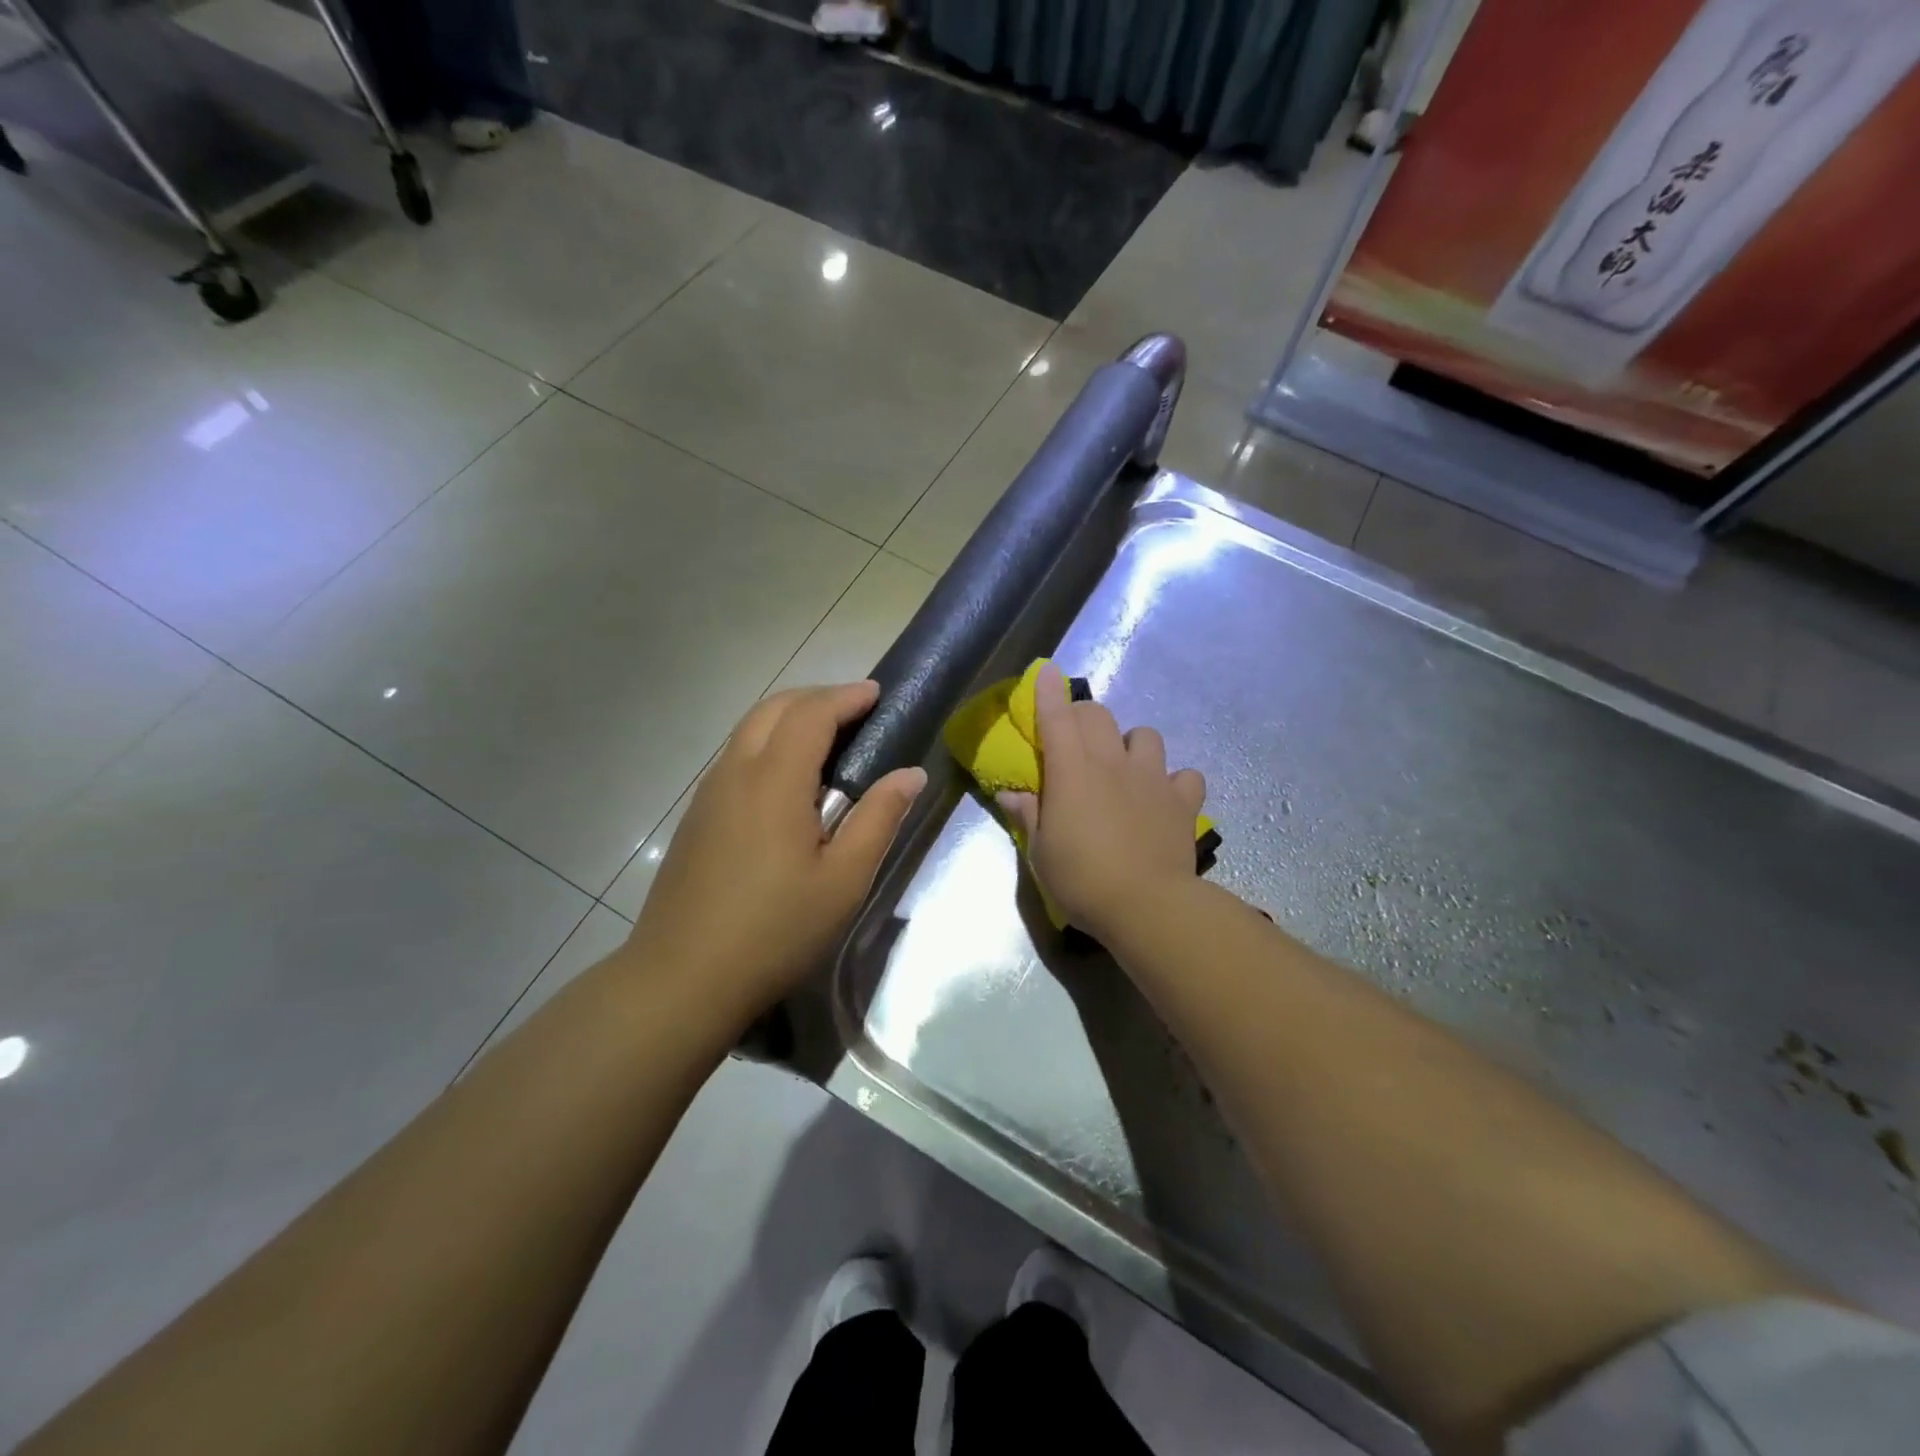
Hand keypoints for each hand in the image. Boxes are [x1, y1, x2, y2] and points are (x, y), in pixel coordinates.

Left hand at [628, 681, 925, 1019]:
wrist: (682, 978)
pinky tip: (787, 780)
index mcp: (774, 780)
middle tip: (855, 710)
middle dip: (817, 697)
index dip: (846, 696)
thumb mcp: (844, 880)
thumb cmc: (775, 930)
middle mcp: (735, 772)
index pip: (811, 713)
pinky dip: (768, 743)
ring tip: (826, 739)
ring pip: (748, 729)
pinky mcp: (697, 817)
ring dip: (789, 718)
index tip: (877, 694)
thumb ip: (879, 819)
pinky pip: (736, 757)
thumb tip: (910, 774)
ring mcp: (709, 794)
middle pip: (774, 708)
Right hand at [998, 662, 1205, 941]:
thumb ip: (1028, 816)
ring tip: (1126, 767)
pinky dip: (1176, 781)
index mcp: (1072, 772)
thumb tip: (1010, 794)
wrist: (1147, 906)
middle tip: (1076, 739)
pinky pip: (1186, 775)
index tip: (1048, 670)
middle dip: (1084, 716)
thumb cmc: (1082, 881)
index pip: (1057, 719)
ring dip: (1132, 744)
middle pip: (1099, 717)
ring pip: (1146, 735)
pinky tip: (1165, 798)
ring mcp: (1152, 779)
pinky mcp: (1182, 801)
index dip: (1049, 692)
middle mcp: (1112, 764)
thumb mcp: (1041, 853)